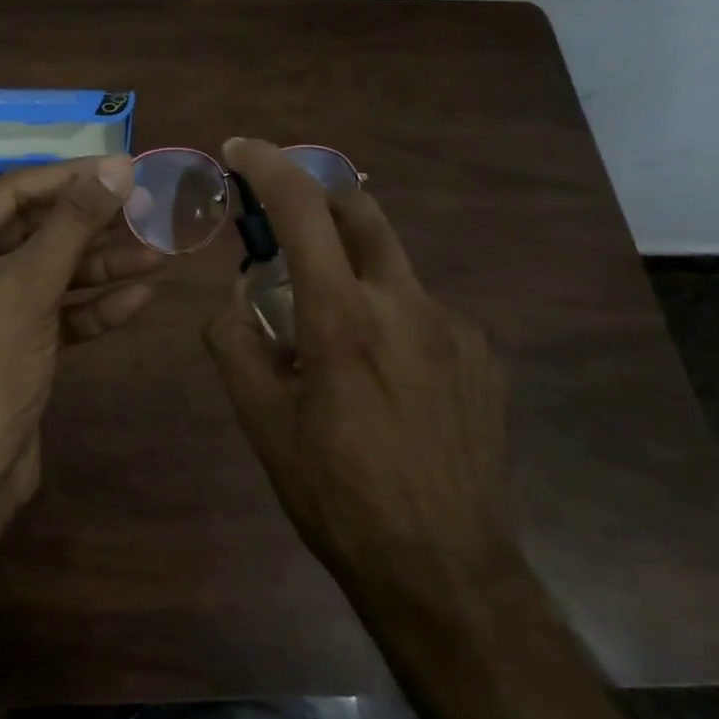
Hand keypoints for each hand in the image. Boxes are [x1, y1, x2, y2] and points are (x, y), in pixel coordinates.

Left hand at [0, 156, 162, 505]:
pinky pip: (56, 310)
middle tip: (147, 208)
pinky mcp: (13, 340)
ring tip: (157, 253)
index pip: (13, 192)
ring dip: (102, 266)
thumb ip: (73, 223)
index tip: (124, 167)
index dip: (71, 178)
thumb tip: (117, 166)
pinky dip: (93, 306)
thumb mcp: (29, 286)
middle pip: (36, 231)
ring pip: (51, 272)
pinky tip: (140, 298)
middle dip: (92, 227)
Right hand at [202, 138, 512, 601]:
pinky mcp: (483, 353)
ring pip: (390, 267)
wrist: (445, 570)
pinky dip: (389, 315)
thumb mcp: (262, 424)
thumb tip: (234, 301)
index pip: (302, 210)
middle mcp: (406, 304)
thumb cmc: (338, 496)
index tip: (240, 149)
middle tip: (284, 221)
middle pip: (360, 210)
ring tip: (333, 336)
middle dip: (316, 195)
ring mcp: (454, 326)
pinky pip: (422, 310)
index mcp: (343, 318)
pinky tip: (386, 377)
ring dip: (350, 271)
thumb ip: (234, 345)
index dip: (268, 165)